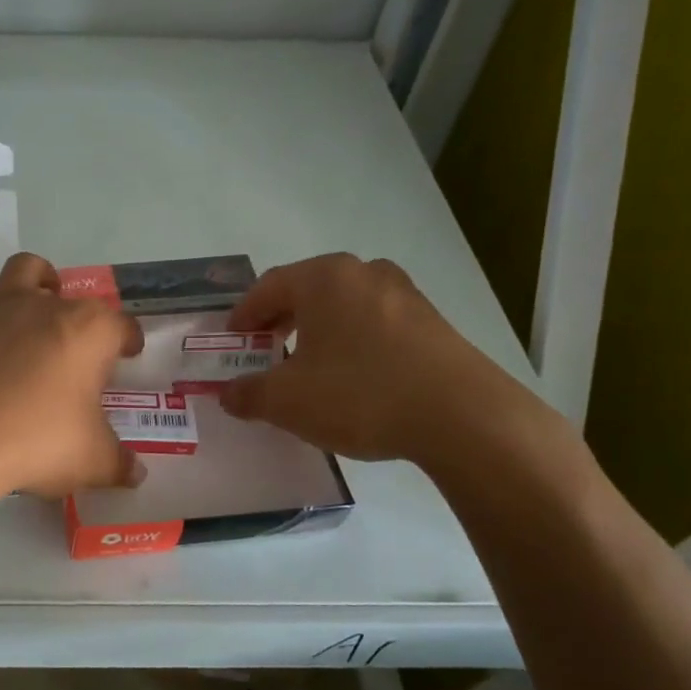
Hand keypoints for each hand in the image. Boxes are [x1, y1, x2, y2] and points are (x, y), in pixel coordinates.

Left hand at [0, 253, 147, 500]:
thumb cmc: (37, 443)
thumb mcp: (92, 461)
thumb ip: (119, 464)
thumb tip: (137, 474)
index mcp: (89, 331)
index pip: (121, 326)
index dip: (128, 340)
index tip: (128, 355)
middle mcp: (45, 307)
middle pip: (73, 298)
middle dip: (82, 316)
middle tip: (79, 347)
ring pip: (21, 270)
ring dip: (35, 277)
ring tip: (39, 295)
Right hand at [220, 253, 539, 464]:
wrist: (462, 416)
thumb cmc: (359, 394)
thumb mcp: (287, 401)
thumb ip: (249, 394)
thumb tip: (229, 394)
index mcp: (323, 278)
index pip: (268, 287)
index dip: (244, 314)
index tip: (233, 338)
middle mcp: (363, 273)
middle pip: (306, 290)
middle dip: (280, 320)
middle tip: (264, 348)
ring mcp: (403, 294)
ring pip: (343, 306)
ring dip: (317, 330)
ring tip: (307, 365)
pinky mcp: (431, 321)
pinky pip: (374, 323)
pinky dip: (351, 341)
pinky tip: (351, 376)